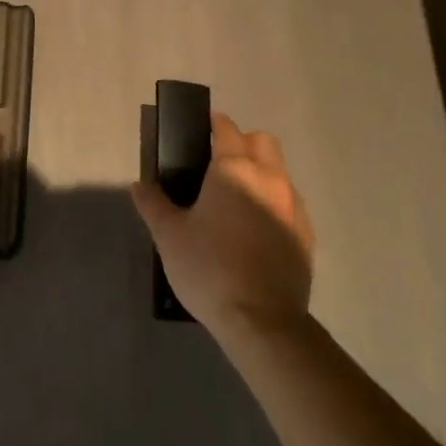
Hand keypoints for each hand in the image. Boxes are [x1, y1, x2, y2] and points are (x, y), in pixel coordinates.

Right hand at [132, 114, 313, 339]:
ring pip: (279, 172)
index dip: (214, 125)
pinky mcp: (306, 234)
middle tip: (216, 165)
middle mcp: (270, 179)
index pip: (227, 130)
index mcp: (234, 171)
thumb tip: (139, 184)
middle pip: (262, 142)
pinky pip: (289, 203)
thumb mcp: (169, 236)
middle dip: (242, 143)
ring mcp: (293, 206)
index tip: (200, 131)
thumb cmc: (209, 269)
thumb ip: (153, 204)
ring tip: (234, 202)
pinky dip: (273, 204)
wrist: (261, 320)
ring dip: (260, 173)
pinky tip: (254, 231)